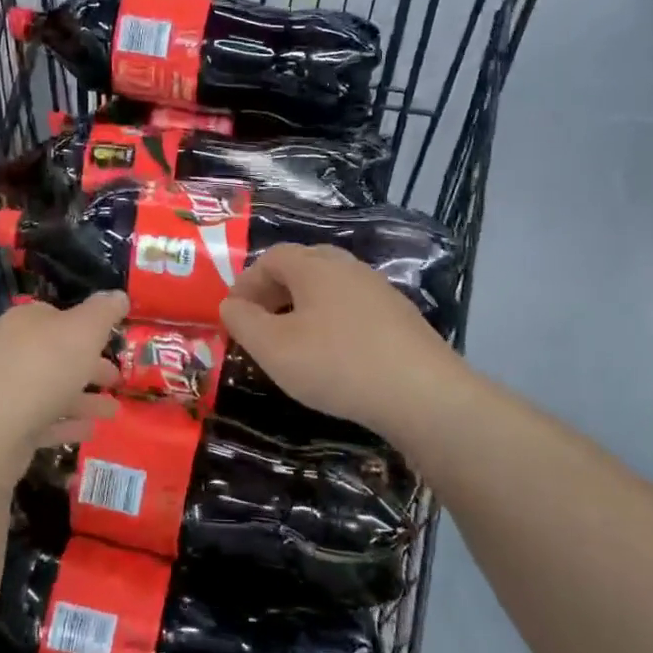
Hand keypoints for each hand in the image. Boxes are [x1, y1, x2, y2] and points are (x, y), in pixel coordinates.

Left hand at [0, 291, 127, 460]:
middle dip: (88, 366)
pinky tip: (89, 430)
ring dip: (83, 399)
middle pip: (55, 354)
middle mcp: (9, 351)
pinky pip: (41, 420)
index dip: (85, 325)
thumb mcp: (83, 331)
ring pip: (51, 389)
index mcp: (23, 321)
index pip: (55, 314)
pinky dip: (66, 423)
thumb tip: (118, 295)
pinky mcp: (2, 426)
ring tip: (113, 412)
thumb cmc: (42, 370)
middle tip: (117, 380)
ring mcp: (3, 390)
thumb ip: (103, 312)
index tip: (110, 340)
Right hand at [220, 244, 463, 436]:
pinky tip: (332, 354)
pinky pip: (353, 307)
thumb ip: (244, 322)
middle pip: (303, 266)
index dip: (247, 282)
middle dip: (274, 290)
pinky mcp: (400, 317)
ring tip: (291, 340)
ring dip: (303, 306)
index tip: (233, 312)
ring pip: (330, 287)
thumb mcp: (274, 348)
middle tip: (259, 322)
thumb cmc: (337, 364)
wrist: (422, 394)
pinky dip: (331, 321)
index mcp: (315, 266)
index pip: (272, 258)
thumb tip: (230, 305)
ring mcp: (379, 290)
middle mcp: (348, 268)